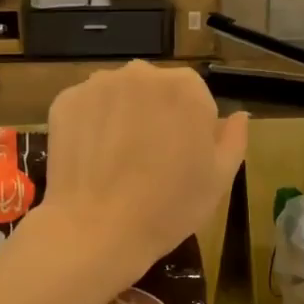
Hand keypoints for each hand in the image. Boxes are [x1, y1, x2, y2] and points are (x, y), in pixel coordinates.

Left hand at [41, 62, 247, 283]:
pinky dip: (91, 126)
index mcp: (186, 88)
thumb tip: (238, 116)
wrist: (97, 230)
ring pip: (119, 96)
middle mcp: (142, 73)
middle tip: (149, 161)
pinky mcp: (65, 101)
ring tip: (117, 162)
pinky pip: (87, 108)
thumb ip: (233, 140)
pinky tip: (92, 160)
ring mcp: (99, 84)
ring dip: (122, 117)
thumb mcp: (218, 180)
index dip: (191, 129)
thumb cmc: (168, 208)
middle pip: (155, 90)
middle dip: (155, 116)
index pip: (196, 97)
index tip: (182, 159)